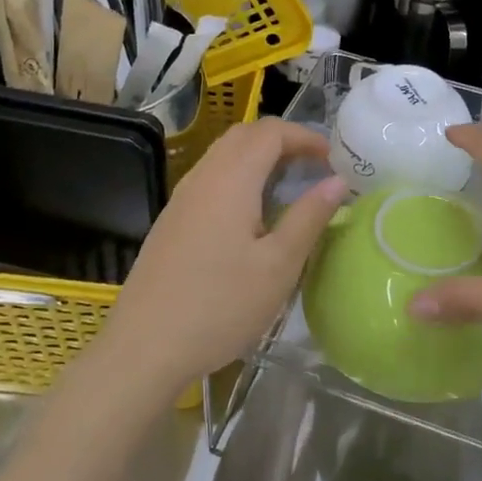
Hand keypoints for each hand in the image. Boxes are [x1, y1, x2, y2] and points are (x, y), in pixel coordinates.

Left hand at [96, 119, 348, 399]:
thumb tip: (337, 181)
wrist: (144, 348)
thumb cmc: (220, 306)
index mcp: (231, 180)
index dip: (305, 136)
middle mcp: (203, 177)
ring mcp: (182, 198)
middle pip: (244, 135)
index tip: (333, 159)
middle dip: (283, 141)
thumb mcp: (279, 266)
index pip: (270, 132)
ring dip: (259, 157)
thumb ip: (309, 217)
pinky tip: (252, 214)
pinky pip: (211, 178)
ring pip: (224, 155)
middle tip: (314, 167)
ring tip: (289, 187)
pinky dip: (239, 177)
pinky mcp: (172, 220)